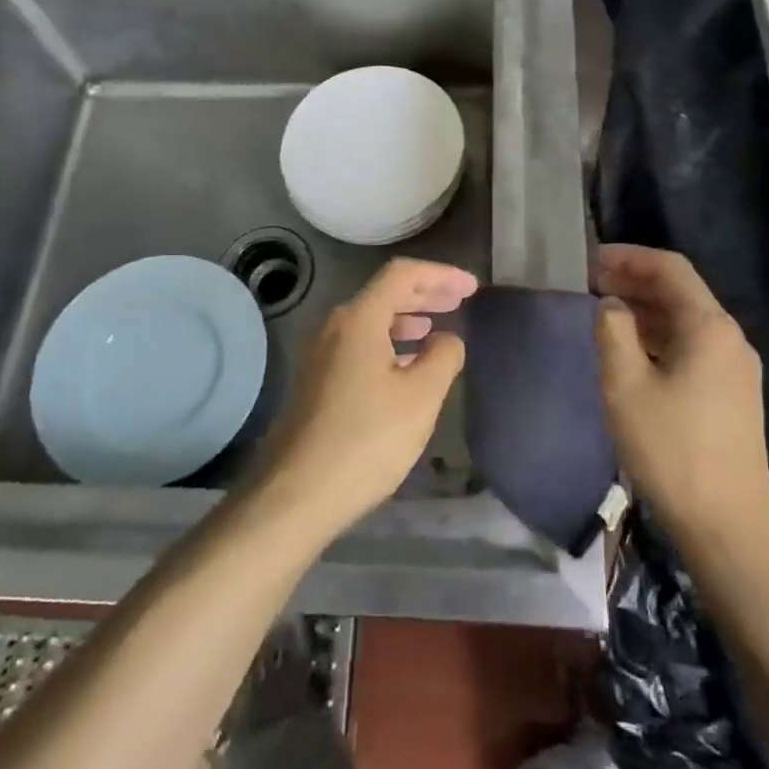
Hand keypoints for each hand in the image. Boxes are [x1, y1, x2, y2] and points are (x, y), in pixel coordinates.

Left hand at [253, 257, 476, 536]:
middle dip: (425, 293)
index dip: (441, 275)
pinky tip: (407, 364)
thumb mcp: (421, 397)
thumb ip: (443, 357)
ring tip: (437, 328)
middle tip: (460, 301)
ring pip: (371, 320)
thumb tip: (447, 339)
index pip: (402, 275)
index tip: (471, 288)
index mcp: (359, 319)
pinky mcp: (317, 381)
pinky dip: (390, 342)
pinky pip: (360, 344)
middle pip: (385, 293)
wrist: (297, 493)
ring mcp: (321, 354)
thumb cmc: (367, 439)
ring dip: (407, 318)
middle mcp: (334, 327)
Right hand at [594, 244, 768, 548]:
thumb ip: (613, 332)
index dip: (629, 257)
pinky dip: (660, 336)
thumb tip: (611, 305)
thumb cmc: (671, 449)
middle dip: (635, 281)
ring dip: (646, 310)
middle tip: (590, 283)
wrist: (727, 524)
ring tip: (604, 312)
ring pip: (686, 321)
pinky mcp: (732, 394)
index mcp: (709, 327)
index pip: (670, 268)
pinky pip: (692, 347)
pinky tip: (633, 350)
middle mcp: (729, 338)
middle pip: (681, 292)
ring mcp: (735, 368)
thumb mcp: (626, 385)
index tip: (591, 259)